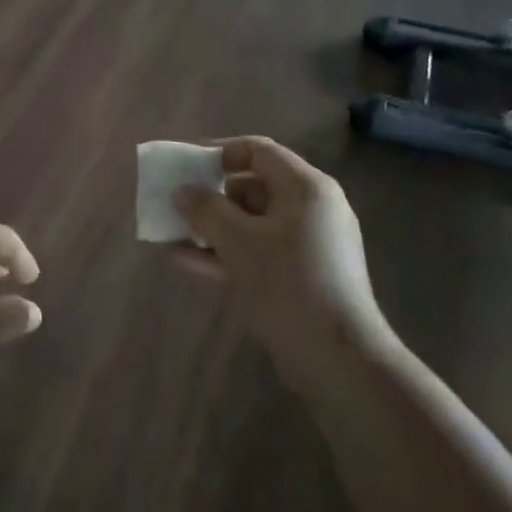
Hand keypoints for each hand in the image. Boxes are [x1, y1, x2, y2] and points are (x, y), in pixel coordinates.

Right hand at [171, 137, 386, 378]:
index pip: (258, 151)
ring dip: (212, 227)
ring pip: (251, 223)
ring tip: (172, 235)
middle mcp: (311, 209)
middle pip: (253, 187)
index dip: (218, 152)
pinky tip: (185, 261)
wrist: (339, 361)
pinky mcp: (302, 277)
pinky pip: (257, 252)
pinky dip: (225, 252)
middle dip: (210, 195)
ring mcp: (308, 245)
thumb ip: (205, 209)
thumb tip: (183, 191)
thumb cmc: (288, 285)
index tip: (185, 165)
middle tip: (177, 205)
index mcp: (306, 188)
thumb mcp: (237, 241)